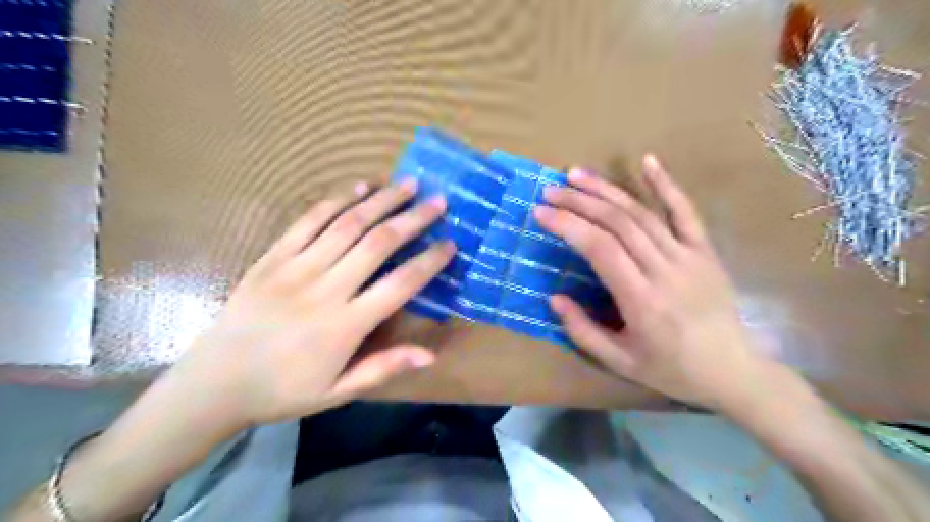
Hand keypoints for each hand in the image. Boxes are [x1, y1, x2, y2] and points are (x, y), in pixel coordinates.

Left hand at [171, 182, 456, 430]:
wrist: (214, 383)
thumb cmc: (282, 390)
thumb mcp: (337, 392)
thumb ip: (384, 368)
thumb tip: (431, 355)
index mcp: (344, 326)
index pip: (400, 284)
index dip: (429, 261)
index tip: (450, 244)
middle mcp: (324, 289)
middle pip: (378, 243)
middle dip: (413, 219)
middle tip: (438, 201)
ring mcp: (295, 268)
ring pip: (347, 224)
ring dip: (381, 201)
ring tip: (407, 184)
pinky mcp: (272, 257)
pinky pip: (308, 221)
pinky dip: (337, 201)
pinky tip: (359, 188)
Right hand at [538, 155, 761, 410]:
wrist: (732, 371)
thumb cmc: (671, 369)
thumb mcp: (620, 362)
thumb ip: (583, 331)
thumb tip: (554, 297)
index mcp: (642, 301)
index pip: (600, 249)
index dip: (568, 225)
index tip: (541, 212)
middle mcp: (665, 271)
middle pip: (617, 224)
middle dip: (579, 202)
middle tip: (550, 190)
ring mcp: (689, 257)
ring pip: (642, 213)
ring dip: (607, 190)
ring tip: (577, 174)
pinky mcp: (705, 251)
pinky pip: (685, 211)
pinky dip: (666, 184)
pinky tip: (647, 161)